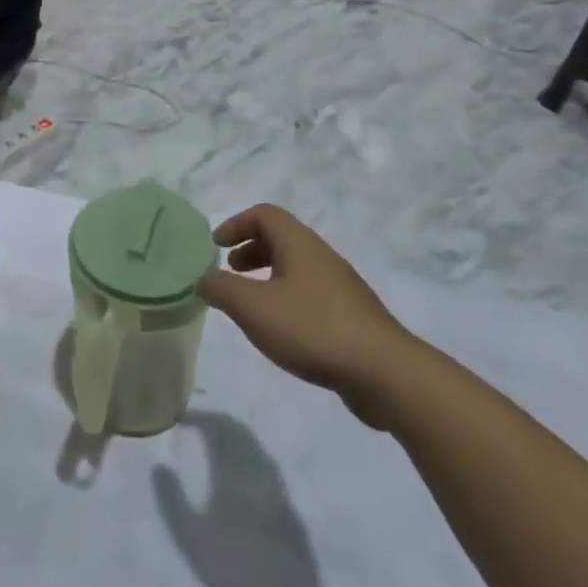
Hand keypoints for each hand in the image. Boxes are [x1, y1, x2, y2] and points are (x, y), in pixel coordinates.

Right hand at [199, 205, 417, 429]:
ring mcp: (340, 285)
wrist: (384, 372)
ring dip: (267, 275)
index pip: (263, 214)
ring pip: (296, 267)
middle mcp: (321, 256)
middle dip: (250, 249)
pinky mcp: (351, 315)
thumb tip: (203, 278)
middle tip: (229, 271)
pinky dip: (286, 297)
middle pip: (280, 238)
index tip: (216, 246)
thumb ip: (221, 289)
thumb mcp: (253, 308)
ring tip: (251, 304)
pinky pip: (310, 292)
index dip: (235, 224)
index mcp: (298, 243)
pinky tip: (281, 330)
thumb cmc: (312, 328)